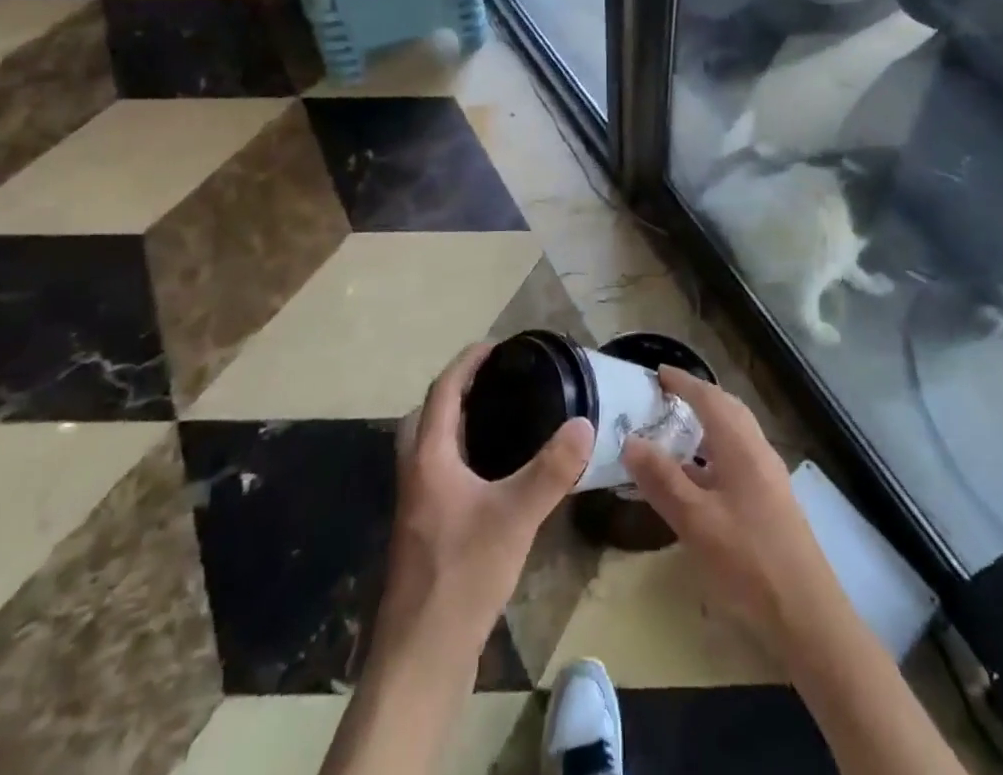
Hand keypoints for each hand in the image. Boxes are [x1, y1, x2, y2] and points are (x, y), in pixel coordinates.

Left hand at [373, 343, 594, 674]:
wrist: (422, 657)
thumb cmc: (462, 575)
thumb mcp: (515, 517)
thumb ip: (551, 470)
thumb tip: (585, 424)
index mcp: (428, 459)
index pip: (442, 392)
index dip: (466, 363)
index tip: (495, 345)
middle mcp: (416, 475)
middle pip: (426, 416)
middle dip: (456, 391)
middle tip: (495, 383)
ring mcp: (417, 507)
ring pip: (430, 448)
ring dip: (456, 425)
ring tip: (499, 420)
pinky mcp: (425, 534)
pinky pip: (440, 475)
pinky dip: (461, 457)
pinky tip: (493, 477)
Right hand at [623, 367, 841, 645]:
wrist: (807, 615)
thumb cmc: (748, 561)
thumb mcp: (696, 521)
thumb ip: (663, 479)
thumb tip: (631, 440)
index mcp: (741, 446)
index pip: (709, 398)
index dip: (683, 382)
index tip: (657, 372)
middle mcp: (758, 452)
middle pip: (728, 410)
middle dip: (698, 397)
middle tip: (666, 397)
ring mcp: (769, 478)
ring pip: (735, 436)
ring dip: (708, 426)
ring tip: (676, 433)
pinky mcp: (772, 502)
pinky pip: (738, 459)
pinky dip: (715, 454)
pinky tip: (698, 480)